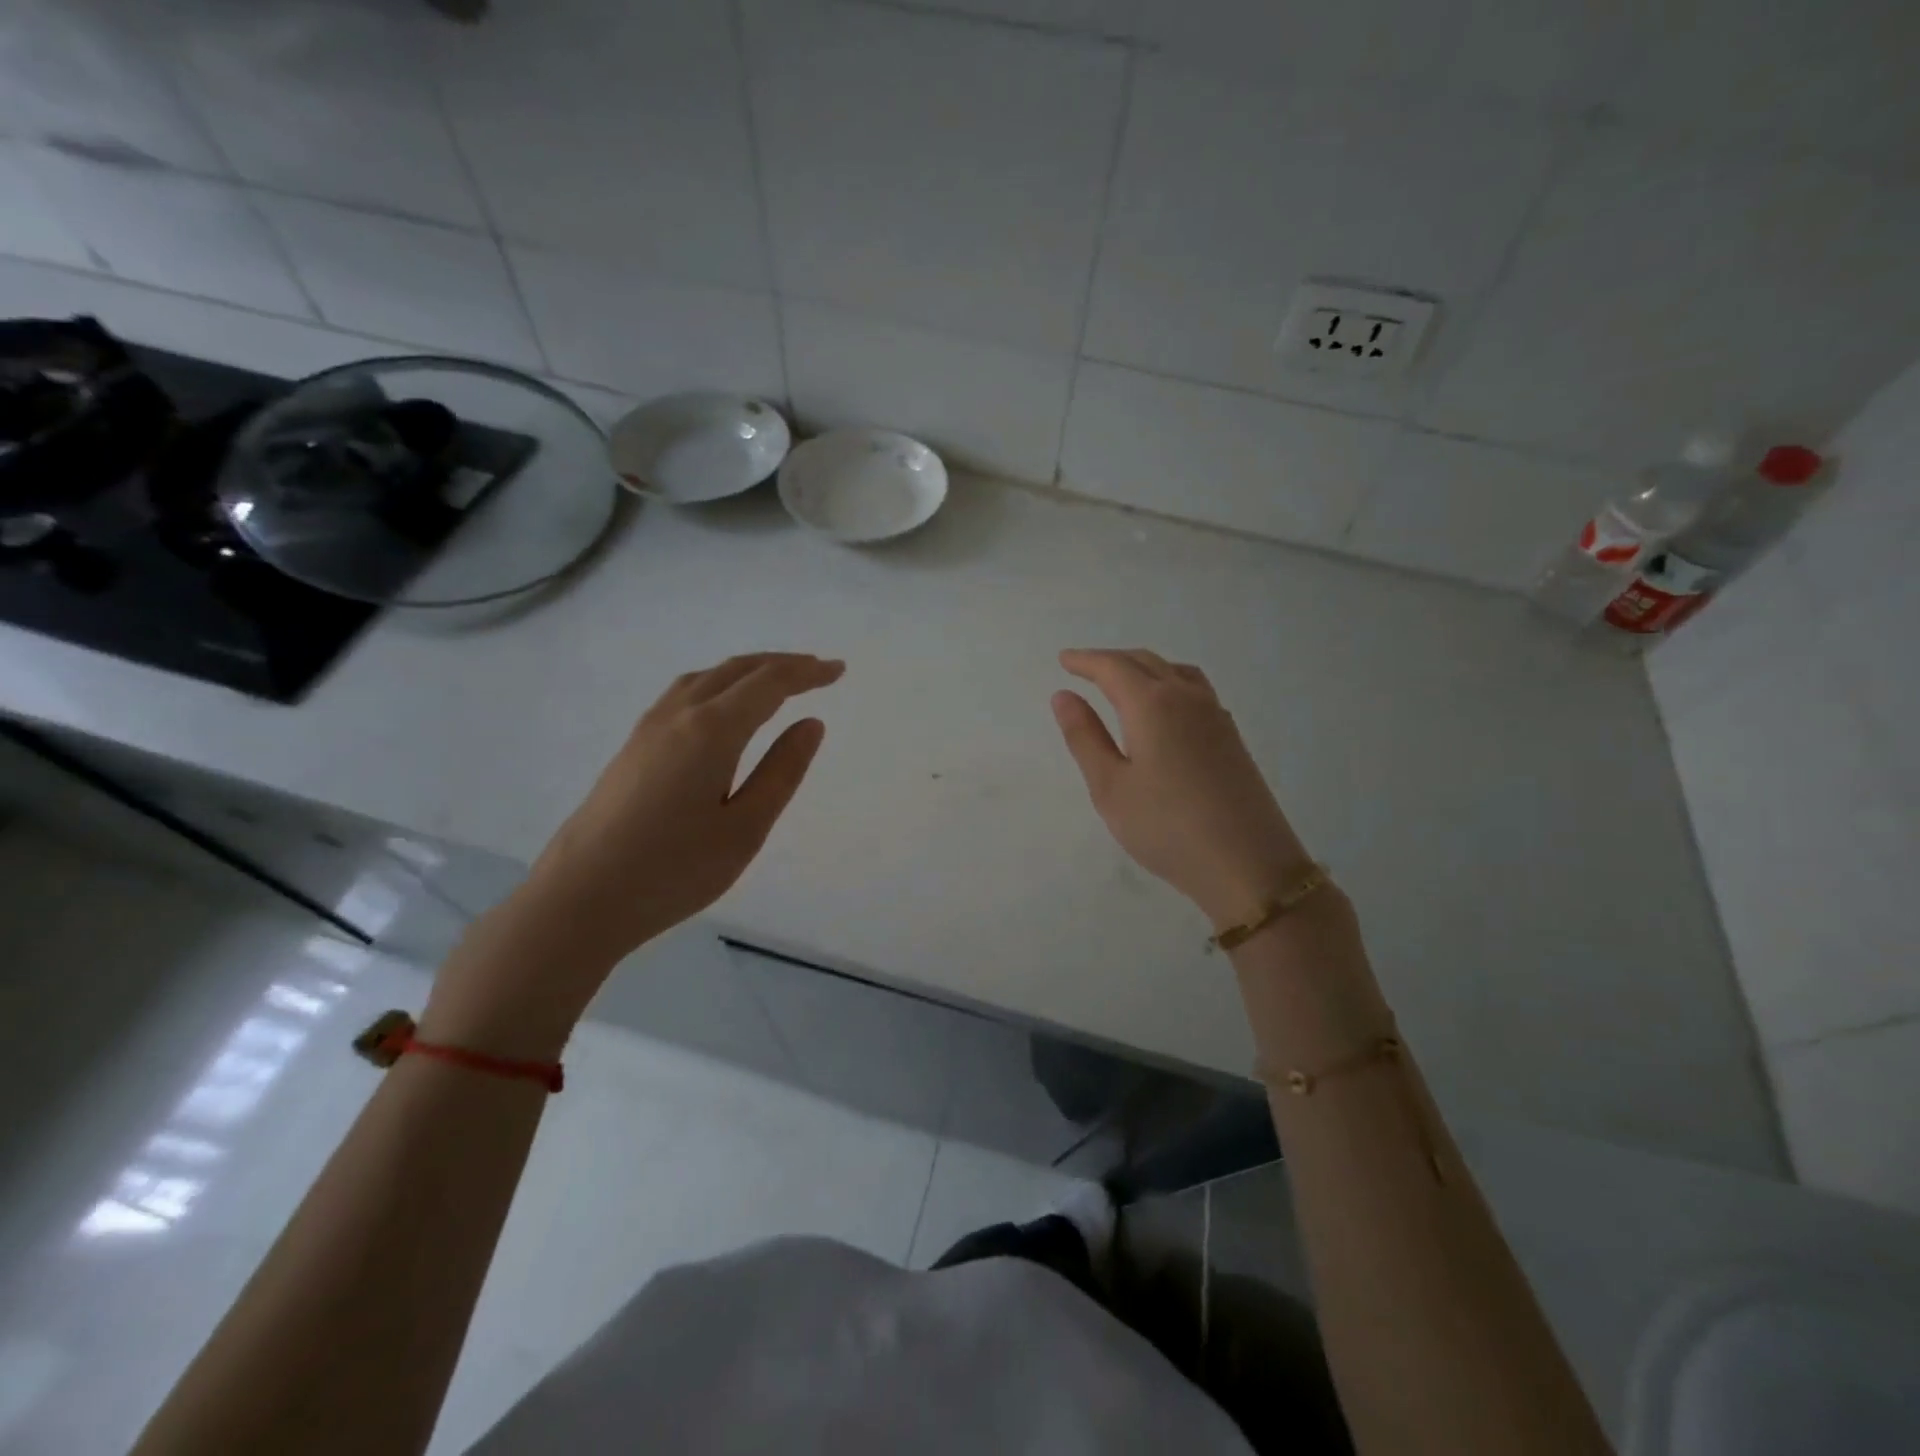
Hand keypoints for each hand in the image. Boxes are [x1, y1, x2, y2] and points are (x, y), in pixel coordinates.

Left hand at [427, 653, 841, 1051]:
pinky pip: (685, 694)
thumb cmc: (674, 870)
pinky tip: (722, 708)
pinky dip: (719, 684)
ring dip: (747, 671)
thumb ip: (782, 771)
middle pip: (736, 670)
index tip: (838, 671)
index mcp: (711, 731)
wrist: (580, 899)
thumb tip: (810, 723)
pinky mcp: (632, 747)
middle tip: (818, 670)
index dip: (806, 672)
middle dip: (781, 664)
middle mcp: (678, 715)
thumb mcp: (745, 828)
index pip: (768, 684)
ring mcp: (648, 729)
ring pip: (706, 678)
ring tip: (777, 681)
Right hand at [1051, 649, 1312, 928]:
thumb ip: (1085, 737)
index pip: (1113, 667)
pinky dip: (1169, 682)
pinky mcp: (1231, 736)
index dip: (1085, 661)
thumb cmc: (1166, 827)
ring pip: (1174, 672)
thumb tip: (1064, 696)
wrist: (1248, 864)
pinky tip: (1165, 707)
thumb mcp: (1110, 787)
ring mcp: (1215, 715)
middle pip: (1145, 662)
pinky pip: (1195, 689)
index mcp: (1152, 705)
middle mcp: (1186, 698)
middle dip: (1111, 660)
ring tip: (1123, 681)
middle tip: (1084, 668)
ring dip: (1144, 667)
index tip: (1064, 660)